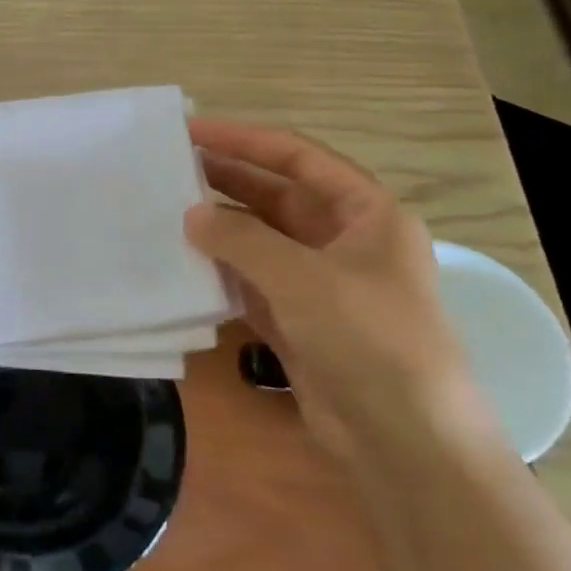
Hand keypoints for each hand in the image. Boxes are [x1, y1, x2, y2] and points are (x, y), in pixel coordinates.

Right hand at [184, 119, 493, 460]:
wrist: (404, 439)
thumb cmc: (367, 338)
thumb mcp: (302, 277)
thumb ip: (241, 239)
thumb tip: (190, 216)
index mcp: (368, 214)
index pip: (299, 159)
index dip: (245, 141)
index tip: (191, 131)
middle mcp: (345, 242)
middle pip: (278, 198)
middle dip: (227, 182)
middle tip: (170, 170)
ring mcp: (321, 285)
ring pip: (262, 242)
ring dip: (220, 230)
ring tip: (166, 214)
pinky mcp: (300, 323)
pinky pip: (253, 284)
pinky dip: (222, 273)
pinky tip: (184, 265)